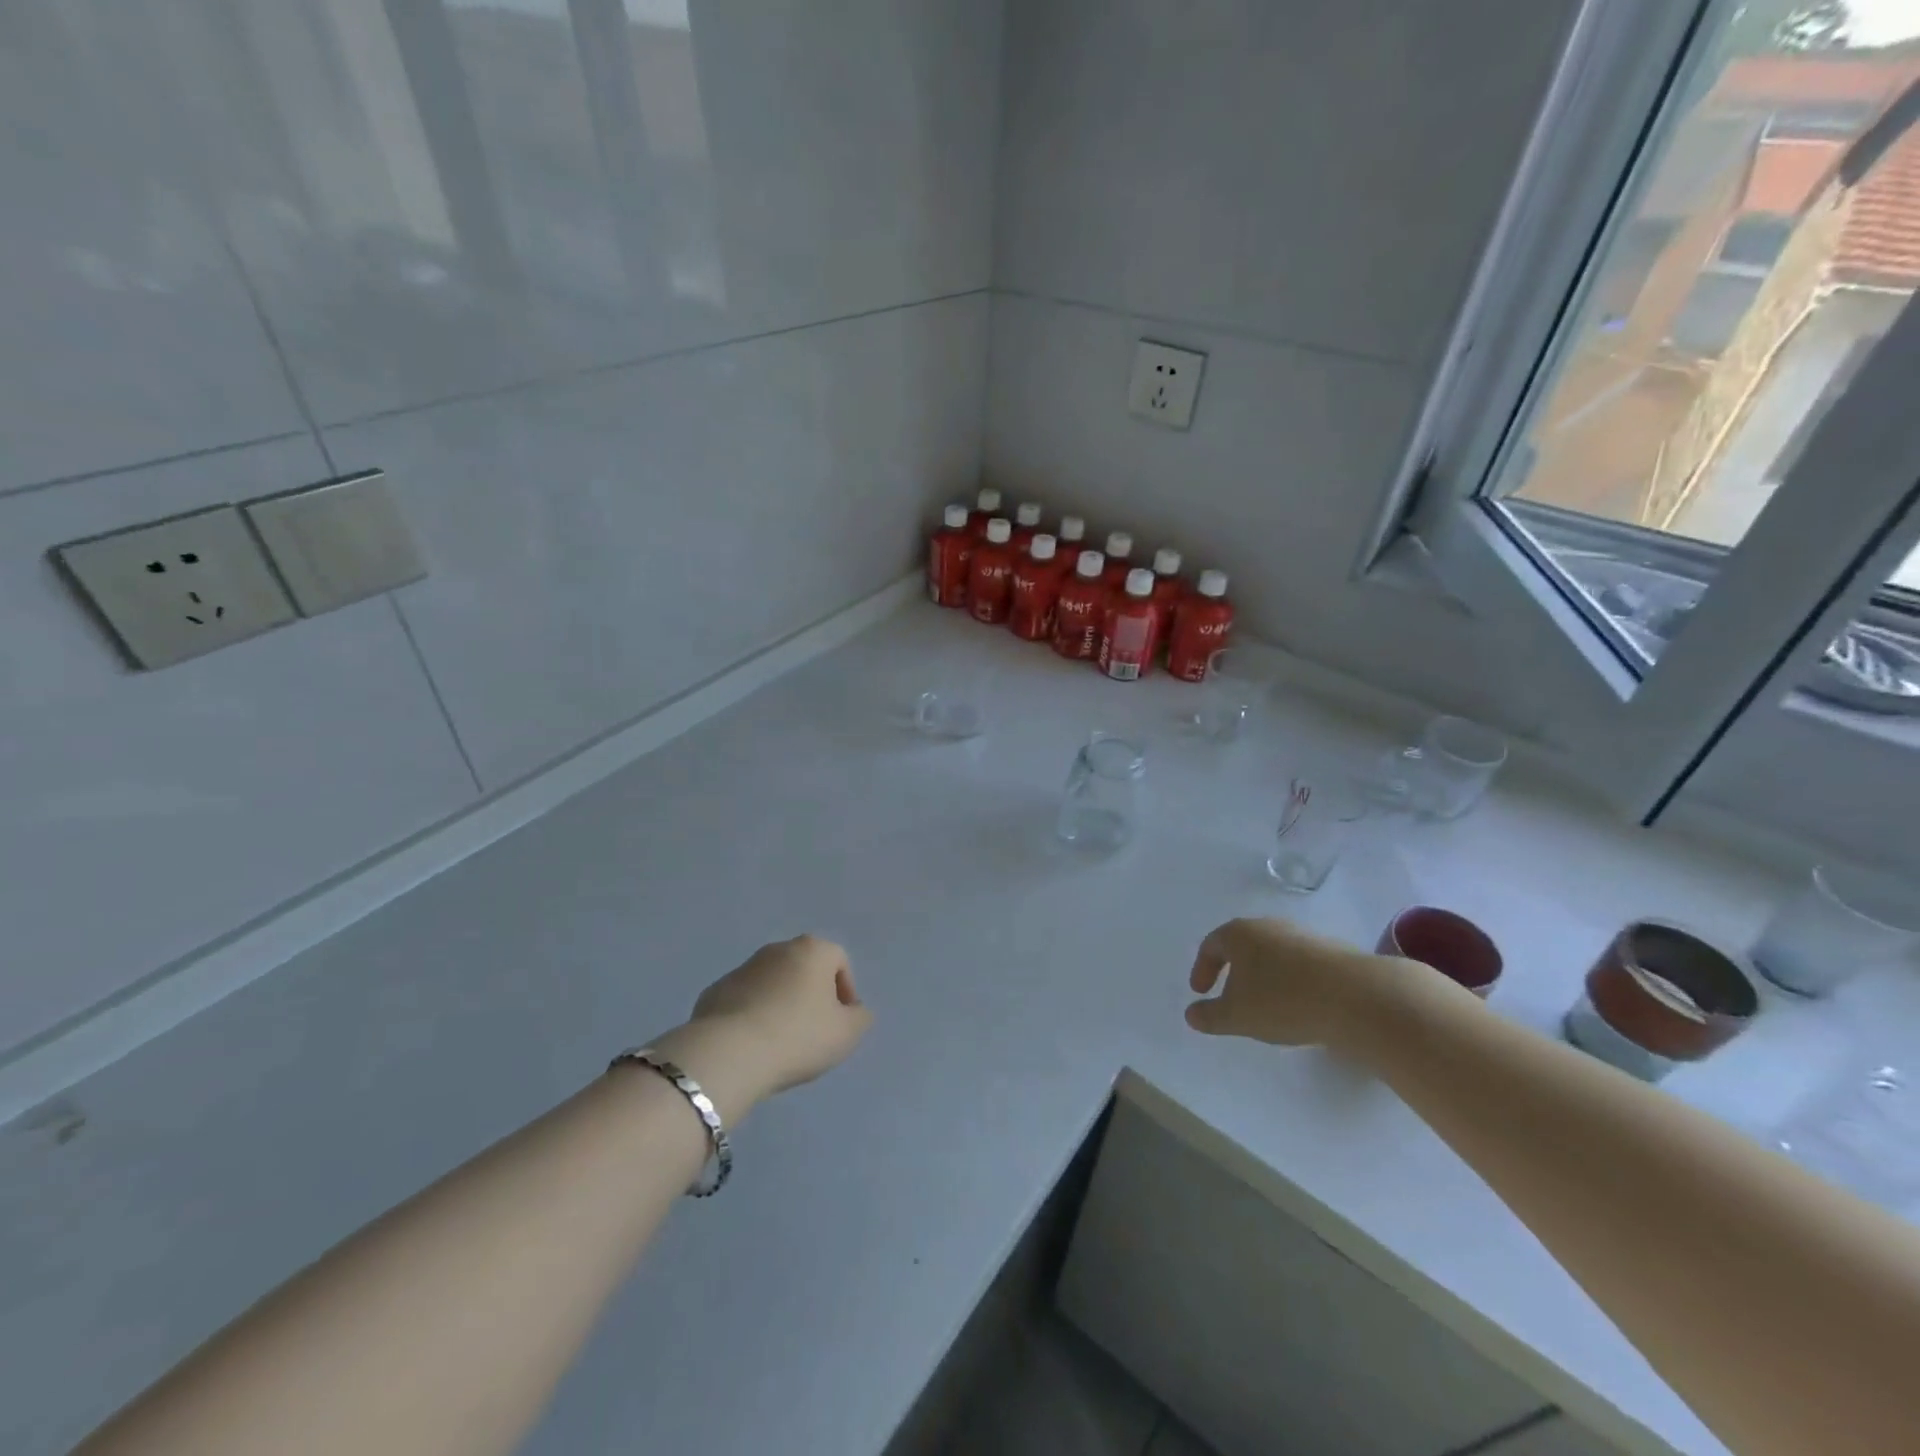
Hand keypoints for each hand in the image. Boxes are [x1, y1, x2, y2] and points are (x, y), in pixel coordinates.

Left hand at [672, 936, 872, 1102]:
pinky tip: (753, 1045)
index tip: (842, 1022)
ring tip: (781, 1042)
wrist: (729, 1053)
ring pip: (772, 983)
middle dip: (812, 995)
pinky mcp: (715, 991)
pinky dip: (752, 1015)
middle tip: (814, 1031)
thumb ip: (860, 1018)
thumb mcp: (847, 1034)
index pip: (839, 961)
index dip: (846, 991)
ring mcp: (742, 968)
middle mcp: (777, 949)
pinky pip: (744, 1001)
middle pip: (804, 968)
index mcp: (812, 950)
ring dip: (781, 1004)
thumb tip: (854, 1011)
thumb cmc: (798, 1036)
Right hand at [1185, 917, 1403, 1046]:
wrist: (1358, 997)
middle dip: (1233, 970)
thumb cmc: (1283, 1000)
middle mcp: (1268, 926)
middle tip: (1230, 995)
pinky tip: (1299, 1005)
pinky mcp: (1332, 951)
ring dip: (1264, 976)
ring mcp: (1302, 936)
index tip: (1201, 992)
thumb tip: (1191, 1014)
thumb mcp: (1237, 1016)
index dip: (1202, 969)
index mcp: (1239, 934)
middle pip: (1242, 945)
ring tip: (1267, 1004)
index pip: (1211, 945)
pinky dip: (1290, 981)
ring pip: (1273, 954)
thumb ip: (1210, 1016)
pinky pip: (1299, 964)